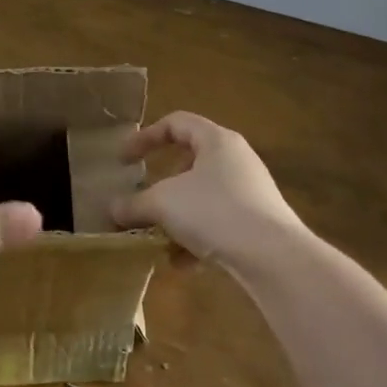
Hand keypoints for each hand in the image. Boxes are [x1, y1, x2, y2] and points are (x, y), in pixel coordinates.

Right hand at [112, 112, 309, 272]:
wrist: (274, 257)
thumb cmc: (214, 211)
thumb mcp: (163, 204)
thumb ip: (134, 204)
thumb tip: (112, 210)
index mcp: (216, 140)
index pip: (176, 123)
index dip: (145, 138)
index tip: (123, 161)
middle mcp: (236, 160)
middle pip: (190, 162)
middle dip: (161, 184)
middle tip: (142, 199)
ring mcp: (250, 192)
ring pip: (202, 197)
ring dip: (176, 217)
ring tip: (156, 238)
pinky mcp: (258, 223)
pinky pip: (218, 223)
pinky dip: (196, 239)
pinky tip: (181, 263)